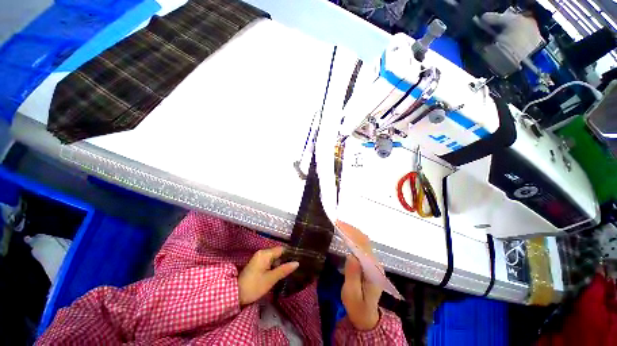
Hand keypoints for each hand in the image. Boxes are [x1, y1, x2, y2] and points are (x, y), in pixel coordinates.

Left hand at [238, 246, 298, 305]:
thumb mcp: (271, 279)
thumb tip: (297, 262)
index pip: (281, 249)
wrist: (235, 294)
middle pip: (278, 253)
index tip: (297, 260)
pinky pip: (269, 261)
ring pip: (273, 257)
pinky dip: (274, 265)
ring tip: (288, 271)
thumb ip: (284, 269)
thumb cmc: (254, 286)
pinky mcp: (257, 263)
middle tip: (293, 268)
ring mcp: (258, 257)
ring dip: (279, 263)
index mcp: (265, 254)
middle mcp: (262, 252)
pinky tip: (278, 272)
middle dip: (285, 259)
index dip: (290, 254)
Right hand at [339, 223, 382, 330]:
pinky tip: (346, 233)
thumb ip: (352, 276)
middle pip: (364, 240)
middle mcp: (375, 263)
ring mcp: (373, 262)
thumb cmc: (357, 307)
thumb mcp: (351, 294)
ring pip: (364, 241)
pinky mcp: (369, 262)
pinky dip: (354, 236)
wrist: (366, 316)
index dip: (351, 234)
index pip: (363, 246)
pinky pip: (363, 245)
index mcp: (373, 270)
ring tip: (340, 224)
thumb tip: (351, 254)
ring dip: (352, 231)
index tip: (340, 226)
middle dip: (351, 229)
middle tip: (337, 222)